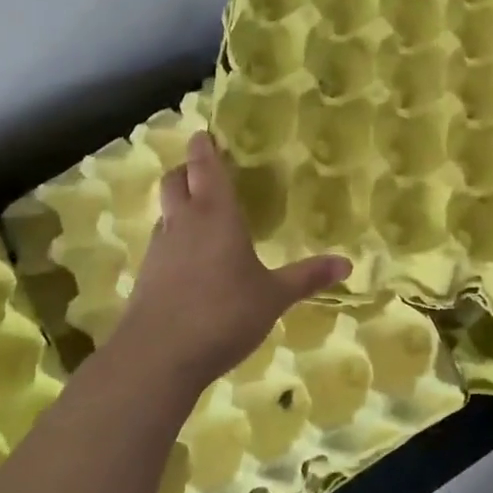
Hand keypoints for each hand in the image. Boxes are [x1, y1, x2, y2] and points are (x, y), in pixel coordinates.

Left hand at [112, 132, 349, 392]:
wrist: (156, 358)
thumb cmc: (223, 313)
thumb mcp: (273, 296)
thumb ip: (307, 277)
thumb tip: (347, 263)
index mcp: (216, 215)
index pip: (205, 168)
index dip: (204, 148)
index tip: (203, 134)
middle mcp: (183, 223)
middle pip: (174, 182)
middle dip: (186, 171)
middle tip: (202, 170)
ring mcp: (158, 250)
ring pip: (164, 213)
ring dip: (178, 206)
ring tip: (199, 215)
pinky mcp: (145, 278)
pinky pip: (159, 245)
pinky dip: (172, 240)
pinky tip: (188, 262)